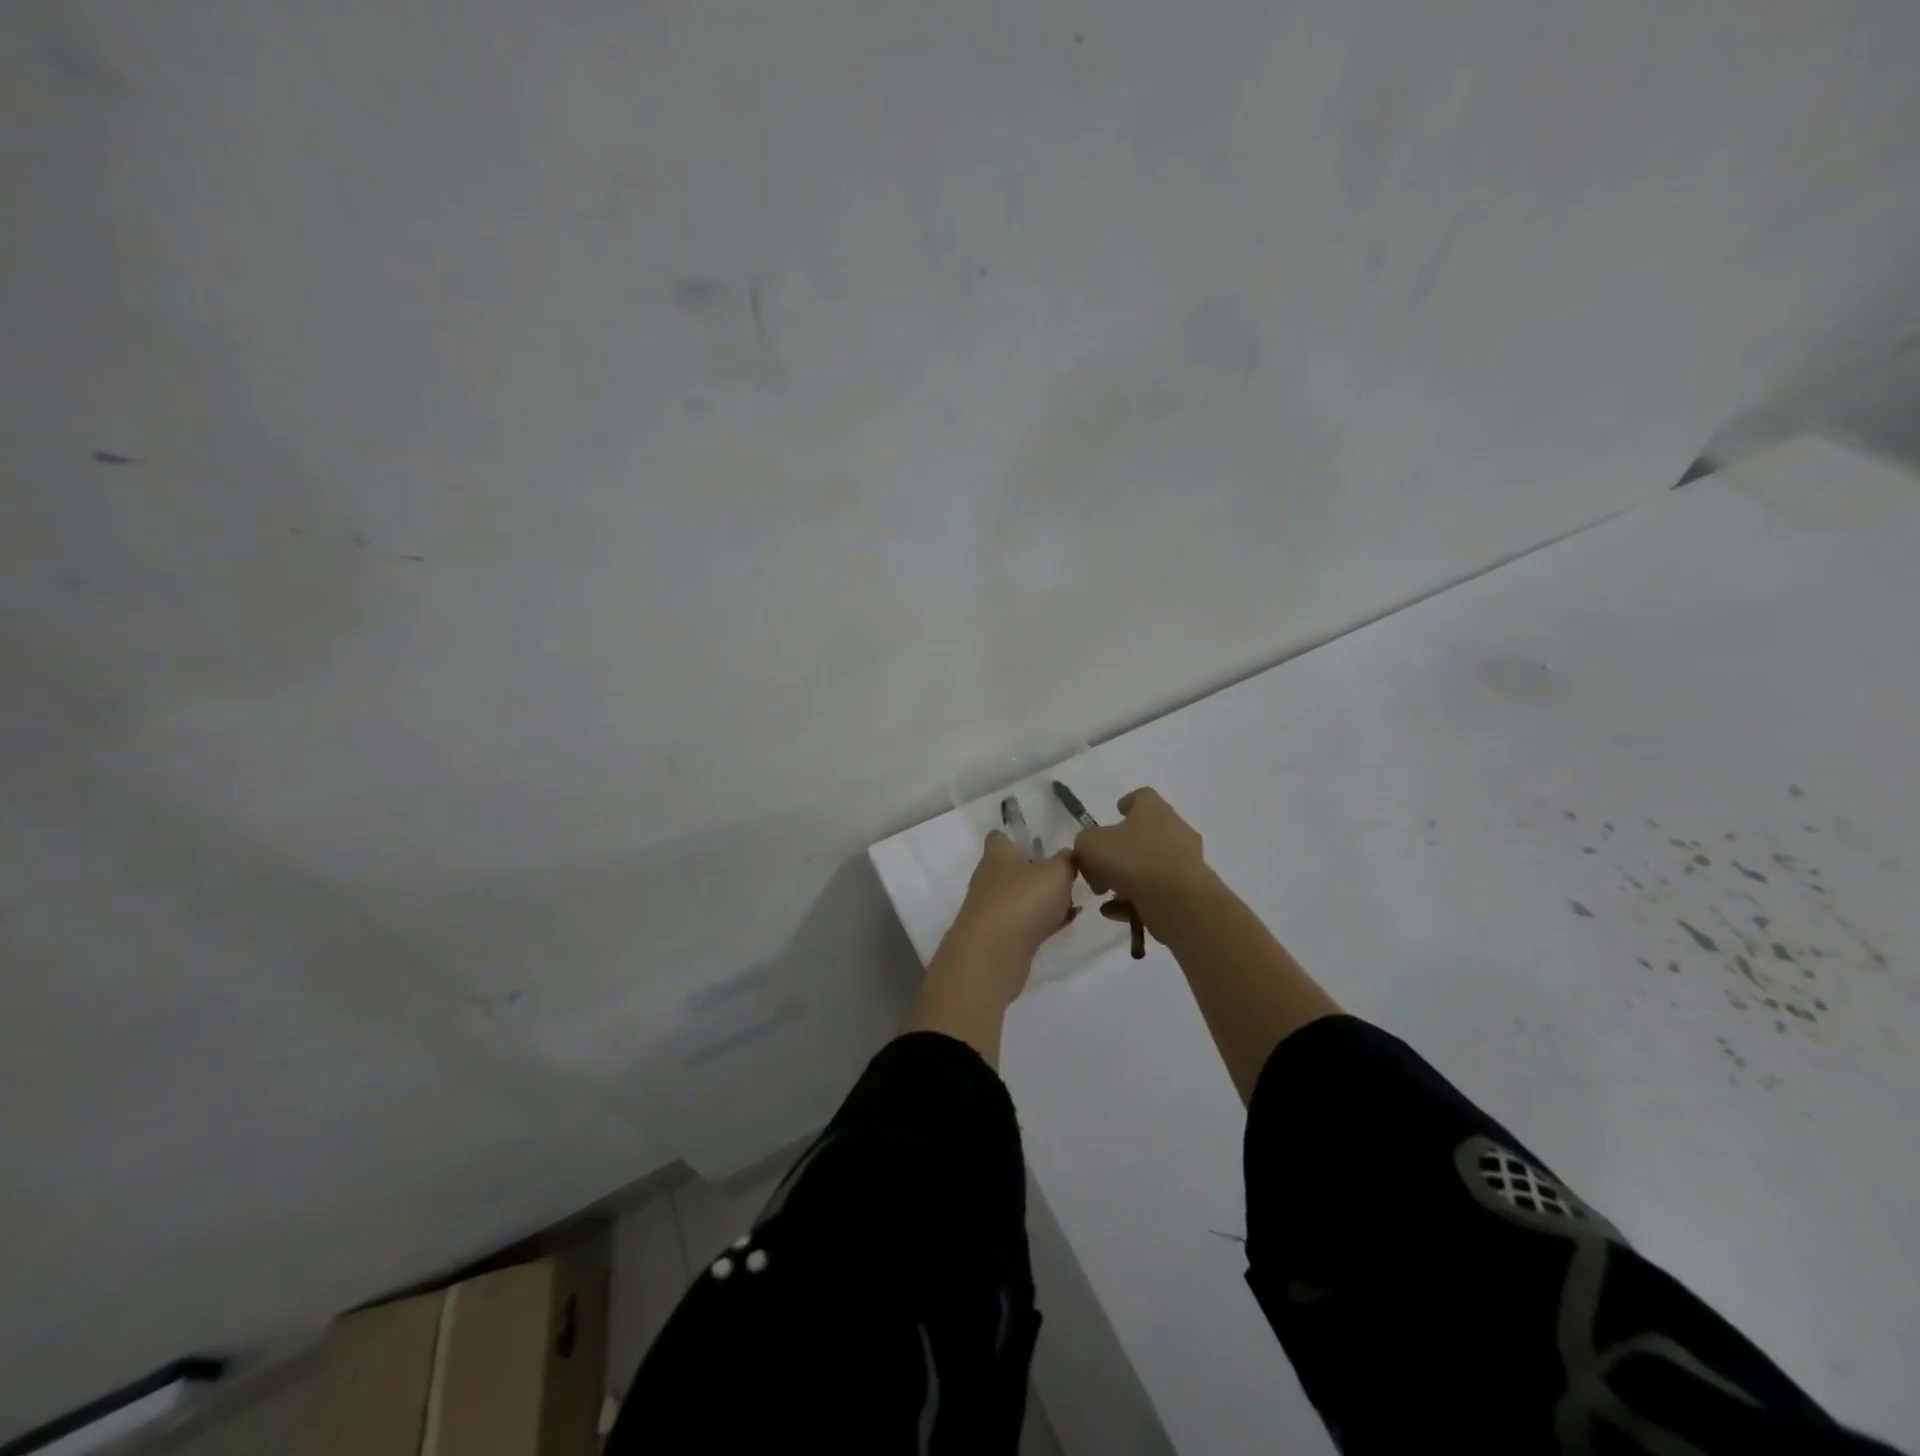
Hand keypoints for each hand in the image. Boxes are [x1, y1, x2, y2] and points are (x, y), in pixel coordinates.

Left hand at [947, 832, 1078, 964]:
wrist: (993, 953)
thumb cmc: (1023, 900)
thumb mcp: (1057, 873)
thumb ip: (1066, 861)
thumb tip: (1067, 855)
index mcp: (998, 853)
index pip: (999, 837)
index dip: (1016, 837)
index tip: (1039, 843)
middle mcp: (990, 877)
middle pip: (1014, 868)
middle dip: (1038, 873)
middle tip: (1067, 877)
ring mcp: (992, 908)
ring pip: (1021, 897)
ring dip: (1043, 900)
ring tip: (1073, 903)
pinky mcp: (998, 935)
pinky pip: (1025, 922)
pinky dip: (1042, 922)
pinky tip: (1064, 924)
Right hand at [1071, 788, 1208, 923]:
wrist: (1177, 900)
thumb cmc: (1131, 859)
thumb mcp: (1090, 844)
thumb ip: (1085, 843)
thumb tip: (1092, 855)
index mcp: (1154, 810)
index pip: (1143, 796)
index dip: (1128, 802)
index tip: (1117, 812)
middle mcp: (1175, 830)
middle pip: (1146, 833)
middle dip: (1122, 850)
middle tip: (1101, 866)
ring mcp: (1186, 861)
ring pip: (1150, 866)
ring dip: (1126, 879)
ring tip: (1106, 895)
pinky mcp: (1189, 890)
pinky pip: (1157, 891)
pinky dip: (1136, 900)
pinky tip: (1116, 913)